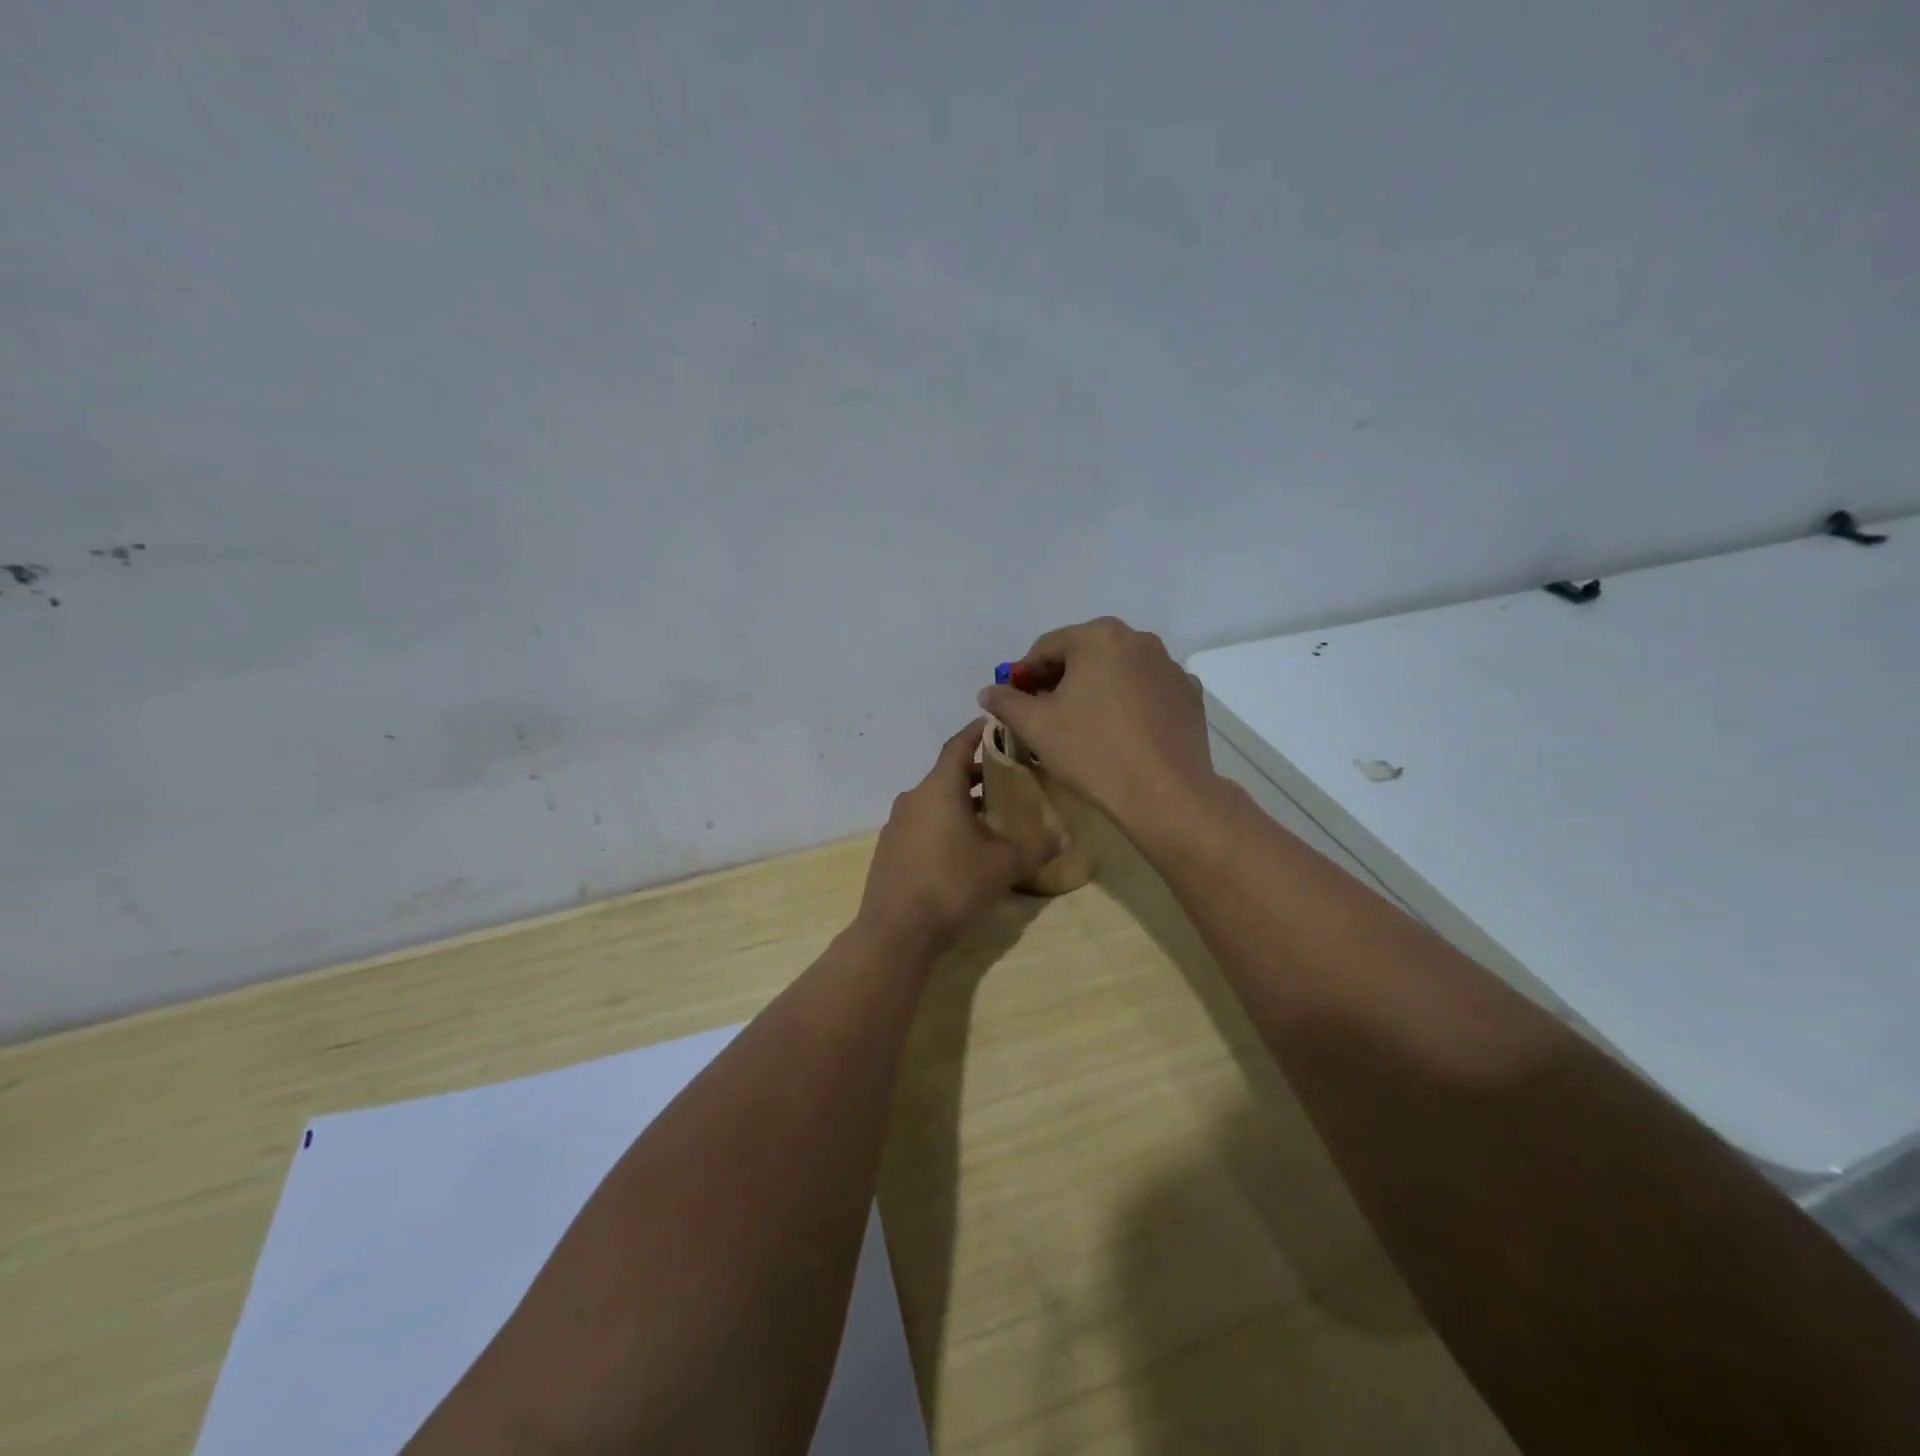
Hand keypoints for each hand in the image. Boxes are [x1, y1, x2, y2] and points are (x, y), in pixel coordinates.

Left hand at [856, 721, 1060, 957]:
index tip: (996, 724)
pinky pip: (921, 824)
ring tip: (991, 816)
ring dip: (961, 802)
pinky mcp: (889, 849)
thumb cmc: (953, 884)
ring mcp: (897, 824)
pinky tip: (962, 849)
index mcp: (939, 788)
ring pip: (934, 801)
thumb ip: (1036, 848)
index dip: (978, 732)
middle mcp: (914, 798)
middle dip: (978, 773)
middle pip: (948, 774)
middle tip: (1008, 778)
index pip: (959, 745)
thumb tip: (1066, 839)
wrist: (897, 932)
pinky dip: (943, 824)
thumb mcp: (1004, 866)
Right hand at [976, 617, 1213, 828]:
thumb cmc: (1092, 751)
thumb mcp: (1036, 726)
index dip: (1024, 676)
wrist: (1163, 793)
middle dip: (1060, 681)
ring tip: (1083, 726)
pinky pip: (1146, 691)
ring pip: (1118, 672)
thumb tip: (989, 691)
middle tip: (1045, 716)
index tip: (1014, 703)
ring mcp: (1170, 667)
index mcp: (1099, 636)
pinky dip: (1129, 704)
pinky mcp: (1189, 695)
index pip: (1046, 648)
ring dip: (1096, 690)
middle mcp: (1139, 639)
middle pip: (1084, 655)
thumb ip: (1007, 702)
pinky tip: (1122, 734)